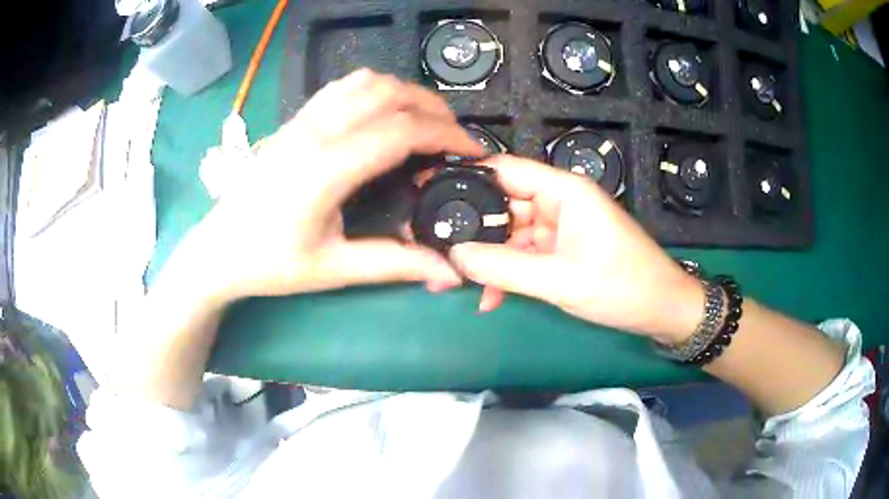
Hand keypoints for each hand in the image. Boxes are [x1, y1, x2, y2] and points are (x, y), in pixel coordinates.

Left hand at [184, 69, 482, 302]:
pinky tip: (384, 111)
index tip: (471, 151)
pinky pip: (343, 86)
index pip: (400, 132)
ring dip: (405, 93)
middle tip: (454, 138)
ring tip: (425, 120)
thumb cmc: (270, 263)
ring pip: (366, 82)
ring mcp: (302, 121)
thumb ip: (394, 264)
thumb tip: (448, 270)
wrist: (219, 249)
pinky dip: (375, 89)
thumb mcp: (333, 269)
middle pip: (389, 94)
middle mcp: (316, 133)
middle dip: (433, 109)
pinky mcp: (295, 120)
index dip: (445, 136)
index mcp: (326, 169)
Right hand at [449, 155, 703, 342]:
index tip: (428, 195)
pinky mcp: (563, 249)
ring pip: (512, 235)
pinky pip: (527, 255)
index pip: (506, 170)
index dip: (467, 179)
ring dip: (490, 260)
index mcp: (564, 191)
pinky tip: (492, 299)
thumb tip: (454, 256)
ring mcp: (561, 226)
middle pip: (504, 205)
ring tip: (459, 285)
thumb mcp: (559, 281)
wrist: (661, 310)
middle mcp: (559, 201)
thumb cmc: (621, 287)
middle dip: (474, 231)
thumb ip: (504, 268)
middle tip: (438, 253)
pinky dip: (509, 274)